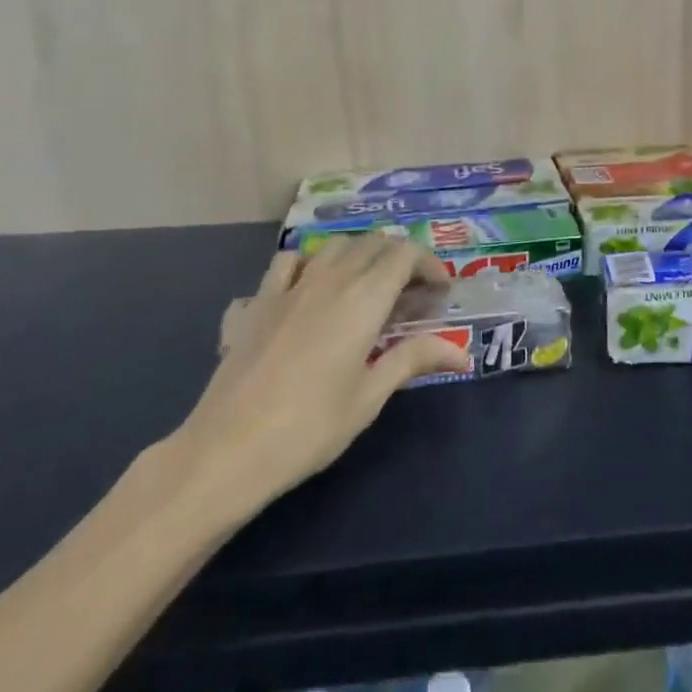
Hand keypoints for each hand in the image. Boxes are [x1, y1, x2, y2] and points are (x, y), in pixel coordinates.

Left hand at [167, 236, 467, 514]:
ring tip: (367, 286)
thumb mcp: (369, 396)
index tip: (440, 292)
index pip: (404, 254)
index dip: (428, 263)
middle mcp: (328, 278)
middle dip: (399, 258)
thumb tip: (462, 352)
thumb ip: (413, 360)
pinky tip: (308, 290)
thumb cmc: (310, 427)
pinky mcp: (257, 302)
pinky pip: (286, 263)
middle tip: (412, 293)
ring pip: (332, 246)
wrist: (228, 448)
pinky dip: (307, 264)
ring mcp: (288, 286)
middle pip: (372, 243)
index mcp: (362, 298)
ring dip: (358, 254)